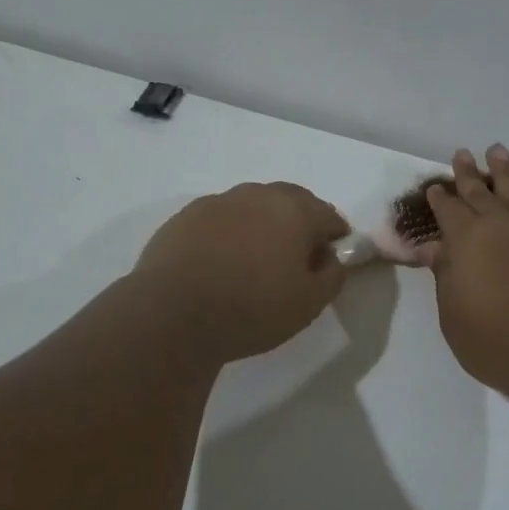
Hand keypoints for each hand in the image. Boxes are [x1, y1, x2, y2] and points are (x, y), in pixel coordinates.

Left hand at [133, 182, 349, 361]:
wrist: (172, 314)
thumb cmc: (252, 309)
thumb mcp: (309, 304)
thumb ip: (332, 275)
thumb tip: (329, 258)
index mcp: (294, 210)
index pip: (328, 215)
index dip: (336, 237)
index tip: (330, 259)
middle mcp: (257, 195)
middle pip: (290, 201)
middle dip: (300, 222)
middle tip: (296, 256)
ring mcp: (217, 202)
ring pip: (252, 206)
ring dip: (262, 224)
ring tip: (255, 259)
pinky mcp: (185, 217)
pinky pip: (220, 219)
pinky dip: (229, 233)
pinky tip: (221, 262)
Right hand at [424, 147, 508, 401]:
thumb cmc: (497, 342)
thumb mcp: (454, 316)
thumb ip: (446, 277)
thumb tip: (438, 249)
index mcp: (465, 241)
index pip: (448, 211)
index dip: (440, 199)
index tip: (435, 188)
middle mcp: (500, 224)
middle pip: (480, 191)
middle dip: (468, 173)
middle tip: (462, 154)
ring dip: (504, 169)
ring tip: (497, 151)